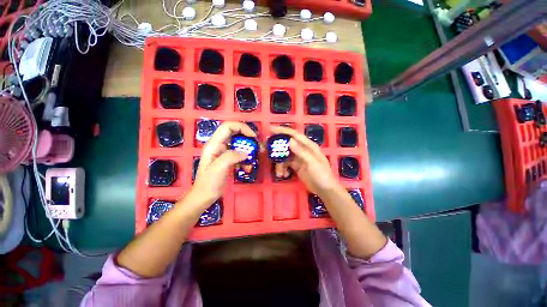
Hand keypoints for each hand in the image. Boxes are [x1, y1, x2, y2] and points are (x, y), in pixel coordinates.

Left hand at [191, 121, 255, 204]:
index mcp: (214, 144)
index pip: (228, 126)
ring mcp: (222, 152)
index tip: (253, 137)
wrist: (203, 196)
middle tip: (256, 144)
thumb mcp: (219, 168)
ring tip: (255, 153)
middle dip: (246, 135)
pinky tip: (248, 165)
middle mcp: (218, 145)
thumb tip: (246, 153)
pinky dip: (245, 156)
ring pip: (237, 142)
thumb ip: (231, 157)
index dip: (242, 127)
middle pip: (234, 132)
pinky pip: (238, 152)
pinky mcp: (227, 159)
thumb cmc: (209, 183)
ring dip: (247, 146)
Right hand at [270, 126, 340, 196]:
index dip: (283, 131)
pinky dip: (282, 166)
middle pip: (288, 143)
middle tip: (266, 145)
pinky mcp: (296, 166)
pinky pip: (286, 163)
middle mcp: (303, 150)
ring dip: (279, 158)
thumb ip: (301, 151)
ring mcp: (299, 158)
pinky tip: (282, 173)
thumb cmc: (321, 175)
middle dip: (278, 144)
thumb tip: (289, 140)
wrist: (325, 190)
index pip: (294, 135)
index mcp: (309, 146)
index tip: (271, 129)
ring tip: (274, 164)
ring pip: (286, 154)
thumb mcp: (312, 163)